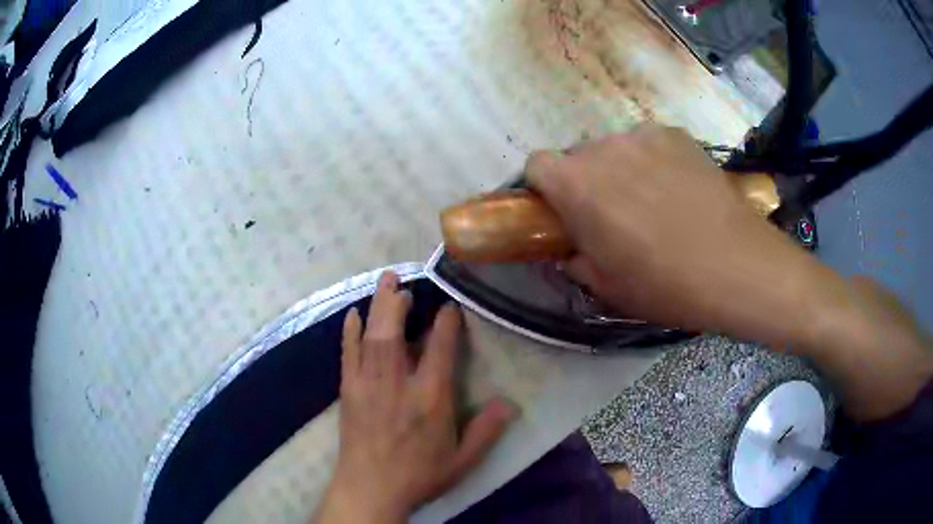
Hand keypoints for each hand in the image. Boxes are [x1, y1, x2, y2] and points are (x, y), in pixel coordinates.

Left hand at [314, 271, 514, 523]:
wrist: (370, 489)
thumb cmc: (419, 475)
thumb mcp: (462, 460)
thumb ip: (486, 431)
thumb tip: (510, 403)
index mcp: (429, 398)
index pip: (439, 349)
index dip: (446, 322)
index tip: (449, 307)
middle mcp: (397, 383)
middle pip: (395, 332)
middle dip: (397, 301)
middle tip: (401, 278)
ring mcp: (367, 384)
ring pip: (371, 337)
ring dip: (377, 307)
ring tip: (384, 283)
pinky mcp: (348, 391)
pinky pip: (347, 354)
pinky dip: (349, 332)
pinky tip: (352, 315)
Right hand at [526, 125, 821, 345]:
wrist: (739, 266)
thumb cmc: (667, 285)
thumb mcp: (609, 287)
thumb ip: (576, 260)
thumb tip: (572, 249)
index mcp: (578, 185)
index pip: (536, 165)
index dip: (544, 189)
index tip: (562, 214)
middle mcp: (605, 148)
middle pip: (578, 156)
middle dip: (585, 182)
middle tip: (612, 217)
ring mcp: (644, 136)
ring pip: (615, 149)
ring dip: (619, 171)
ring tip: (652, 204)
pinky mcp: (677, 134)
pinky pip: (648, 145)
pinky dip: (652, 162)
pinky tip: (678, 191)